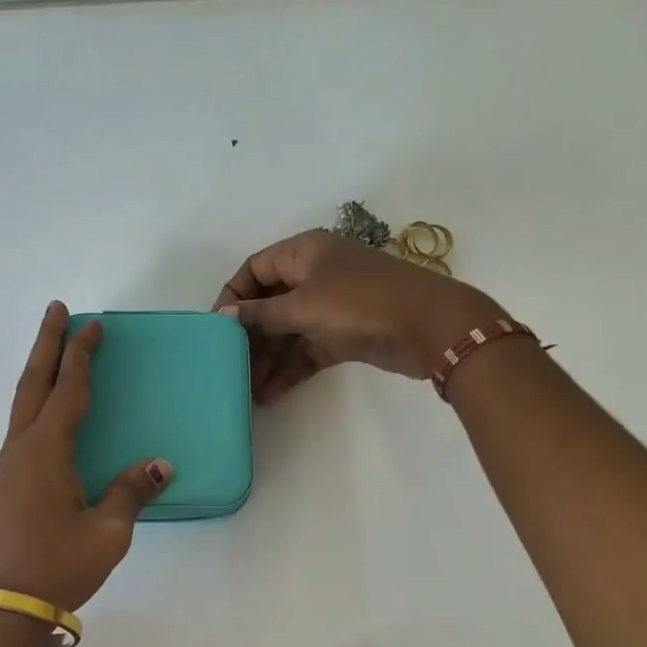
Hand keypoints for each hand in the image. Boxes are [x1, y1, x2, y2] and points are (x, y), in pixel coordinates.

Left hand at [0, 303, 171, 614]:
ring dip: (39, 370)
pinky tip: (47, 410)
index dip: (83, 355)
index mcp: (47, 451)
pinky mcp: (5, 483)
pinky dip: (36, 401)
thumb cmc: (56, 567)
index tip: (93, 323)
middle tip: (57, 309)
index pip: (70, 390)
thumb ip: (130, 492)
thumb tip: (158, 465)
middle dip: (47, 343)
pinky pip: (22, 425)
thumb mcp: (107, 533)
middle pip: (34, 382)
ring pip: (23, 403)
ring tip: (53, 349)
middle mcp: (22, 448)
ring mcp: (8, 465)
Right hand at [214, 230, 508, 403]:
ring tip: (246, 389)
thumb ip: (261, 313)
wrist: (430, 327)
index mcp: (304, 252)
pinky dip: (290, 369)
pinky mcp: (344, 334)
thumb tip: (225, 315)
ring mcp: (331, 306)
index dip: (233, 296)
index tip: (216, 328)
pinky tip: (270, 394)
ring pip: (288, 331)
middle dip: (249, 335)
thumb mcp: (303, 305)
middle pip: (269, 303)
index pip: (254, 269)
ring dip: (268, 359)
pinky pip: (307, 350)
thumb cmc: (360, 303)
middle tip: (229, 365)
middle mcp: (315, 274)